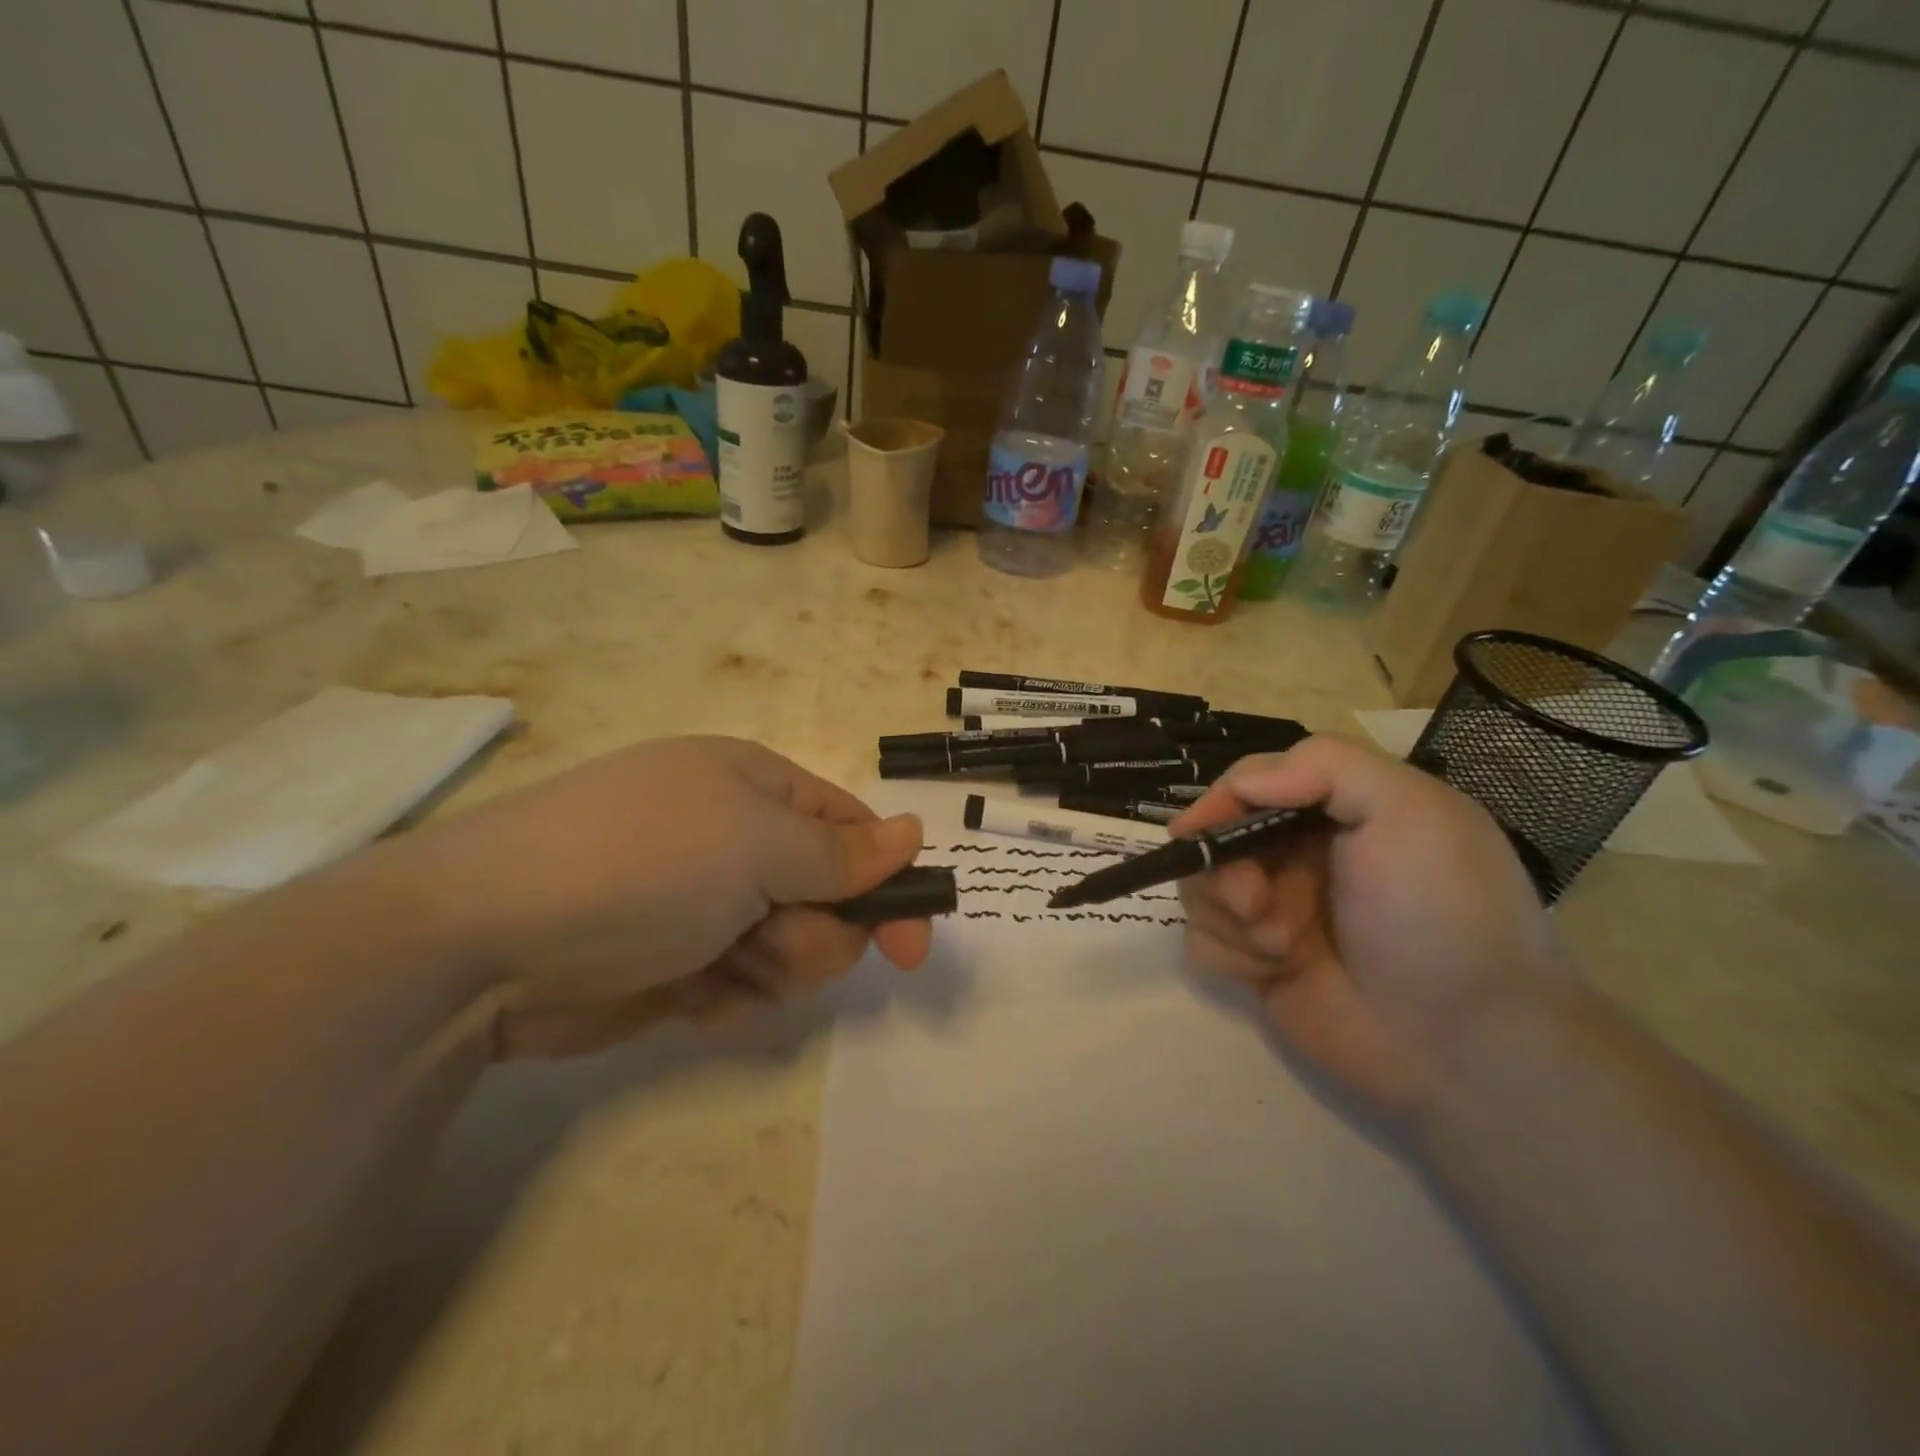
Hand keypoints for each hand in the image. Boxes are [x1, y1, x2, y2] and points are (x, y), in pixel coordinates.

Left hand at [397, 736, 927, 1056]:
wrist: (482, 943)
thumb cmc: (640, 865)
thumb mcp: (754, 845)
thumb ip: (841, 853)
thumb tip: (914, 833)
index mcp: (757, 788)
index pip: (853, 832)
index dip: (889, 884)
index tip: (913, 945)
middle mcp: (737, 840)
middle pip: (830, 897)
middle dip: (816, 933)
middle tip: (773, 943)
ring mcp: (707, 903)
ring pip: (793, 948)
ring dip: (773, 968)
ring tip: (722, 968)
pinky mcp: (679, 961)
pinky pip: (744, 985)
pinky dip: (730, 997)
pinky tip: (690, 996)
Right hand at [1173, 735, 1564, 1115]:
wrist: (1462, 1045)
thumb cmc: (1439, 914)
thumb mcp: (1410, 812)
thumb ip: (1325, 765)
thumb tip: (1241, 782)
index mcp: (1336, 809)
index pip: (1252, 780)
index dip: (1219, 801)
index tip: (1199, 832)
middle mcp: (1300, 854)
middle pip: (1216, 836)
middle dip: (1228, 869)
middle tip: (1257, 903)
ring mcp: (1275, 910)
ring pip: (1202, 888)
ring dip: (1233, 917)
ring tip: (1284, 948)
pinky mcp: (1256, 963)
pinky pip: (1203, 941)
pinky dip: (1231, 955)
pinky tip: (1275, 974)